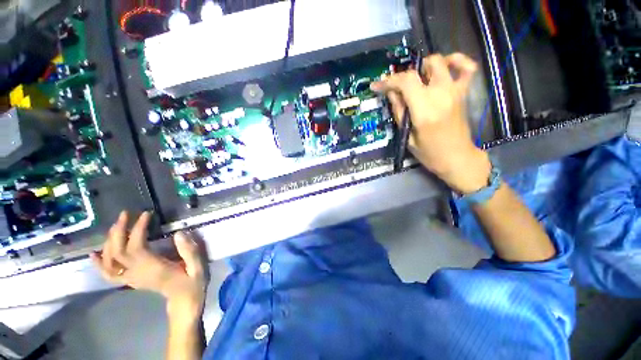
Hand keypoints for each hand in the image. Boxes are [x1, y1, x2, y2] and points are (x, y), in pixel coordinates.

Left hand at [91, 211, 208, 318]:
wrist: (184, 302)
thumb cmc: (193, 284)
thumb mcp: (198, 268)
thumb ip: (190, 252)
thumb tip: (179, 233)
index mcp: (152, 269)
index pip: (136, 247)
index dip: (137, 229)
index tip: (146, 214)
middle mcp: (136, 274)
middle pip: (117, 252)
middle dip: (118, 231)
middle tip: (125, 214)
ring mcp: (130, 279)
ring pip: (109, 261)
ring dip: (109, 242)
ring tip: (116, 226)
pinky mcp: (130, 280)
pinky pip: (108, 274)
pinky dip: (99, 264)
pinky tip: (95, 254)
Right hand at [371, 53, 490, 193]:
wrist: (456, 157)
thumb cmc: (429, 153)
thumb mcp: (407, 137)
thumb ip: (399, 112)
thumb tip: (391, 93)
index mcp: (424, 110)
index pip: (405, 82)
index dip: (388, 81)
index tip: (377, 85)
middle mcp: (441, 95)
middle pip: (420, 69)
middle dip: (404, 75)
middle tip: (397, 87)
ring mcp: (455, 91)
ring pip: (440, 62)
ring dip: (423, 66)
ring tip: (416, 79)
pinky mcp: (463, 92)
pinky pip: (467, 68)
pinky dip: (456, 61)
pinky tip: (445, 65)